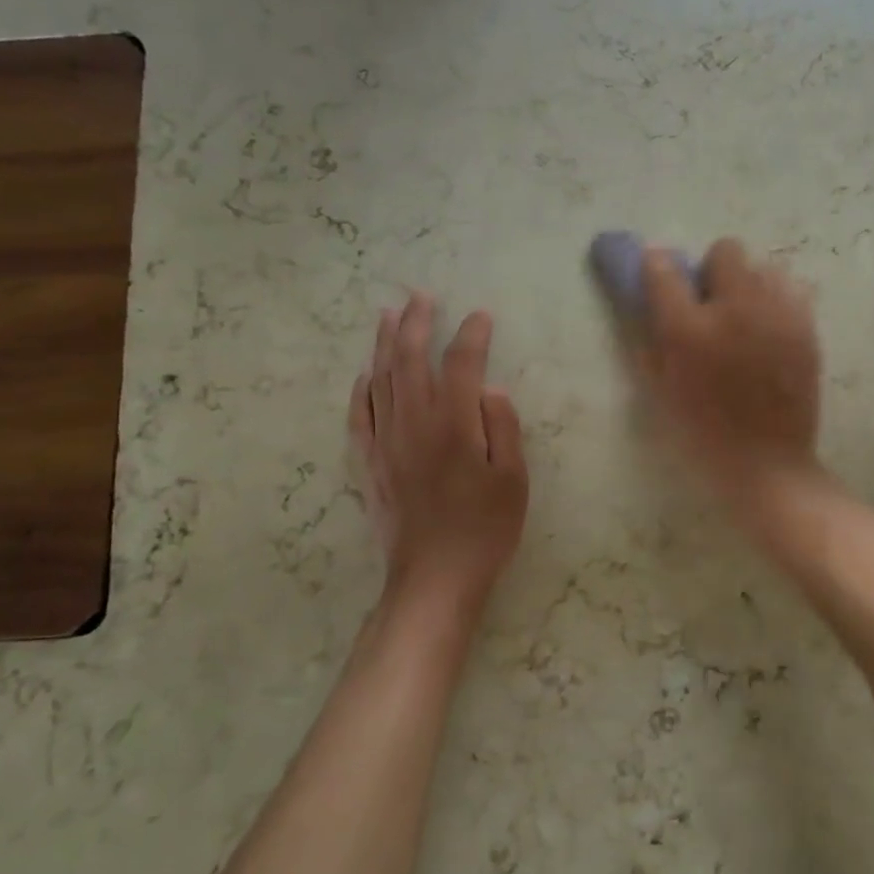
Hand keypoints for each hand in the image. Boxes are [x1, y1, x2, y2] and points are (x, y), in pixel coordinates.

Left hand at [351, 293, 527, 614]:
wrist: (435, 577)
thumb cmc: (485, 528)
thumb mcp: (513, 478)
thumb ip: (502, 427)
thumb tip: (489, 389)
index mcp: (454, 424)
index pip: (461, 364)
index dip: (471, 335)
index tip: (482, 316)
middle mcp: (414, 423)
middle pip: (410, 360)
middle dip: (417, 322)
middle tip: (421, 296)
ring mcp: (385, 442)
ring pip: (381, 379)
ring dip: (385, 343)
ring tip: (389, 314)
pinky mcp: (369, 463)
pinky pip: (359, 414)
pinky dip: (362, 387)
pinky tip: (366, 372)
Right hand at [638, 238, 822, 499]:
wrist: (766, 464)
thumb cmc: (702, 433)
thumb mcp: (659, 389)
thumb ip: (649, 338)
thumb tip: (646, 299)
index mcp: (689, 330)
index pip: (663, 268)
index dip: (656, 266)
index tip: (658, 275)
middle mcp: (735, 310)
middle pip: (725, 250)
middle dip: (712, 271)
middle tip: (710, 304)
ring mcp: (777, 315)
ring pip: (763, 266)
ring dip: (748, 284)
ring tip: (745, 318)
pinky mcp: (807, 328)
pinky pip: (791, 289)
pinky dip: (777, 299)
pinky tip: (770, 328)